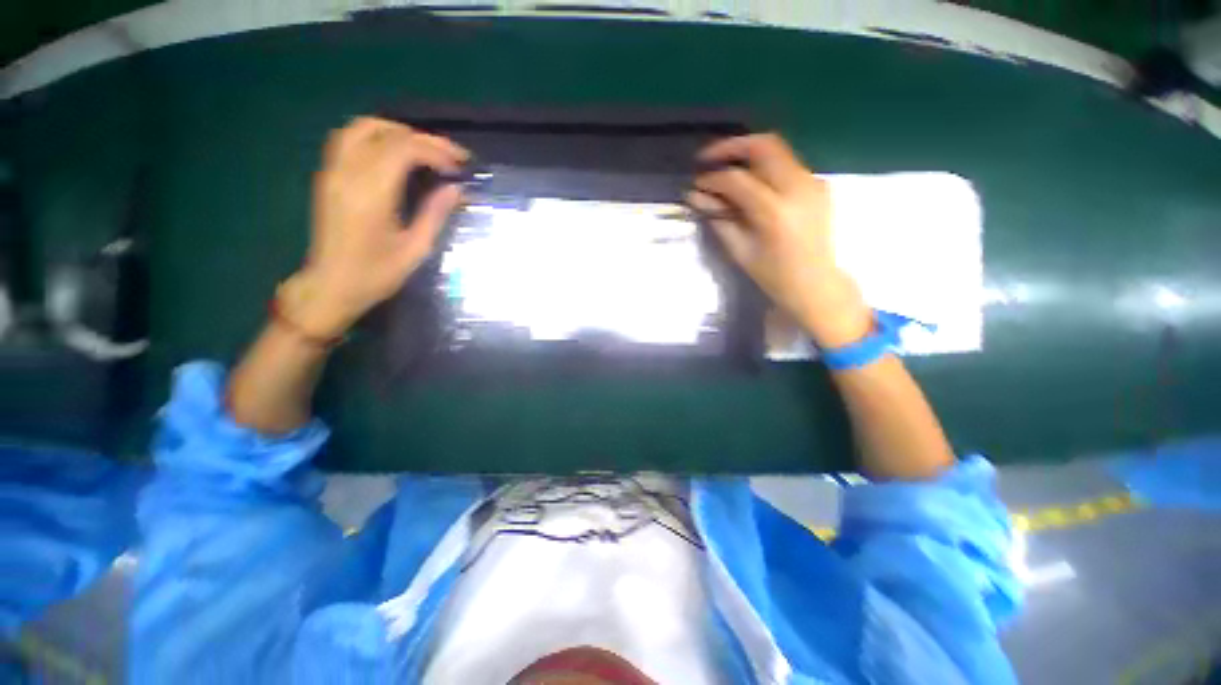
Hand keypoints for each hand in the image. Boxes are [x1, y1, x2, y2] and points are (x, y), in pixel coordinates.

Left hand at [284, 117, 468, 338]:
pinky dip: (377, 136)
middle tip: (450, 155)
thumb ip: (435, 214)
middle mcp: (348, 173)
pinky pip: (349, 138)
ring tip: (425, 150)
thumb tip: (456, 188)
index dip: (436, 150)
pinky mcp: (328, 176)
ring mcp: (333, 171)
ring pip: (362, 127)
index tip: (460, 164)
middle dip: (423, 138)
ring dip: (398, 131)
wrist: (331, 285)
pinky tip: (395, 153)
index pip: (404, 149)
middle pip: (385, 132)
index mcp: (371, 194)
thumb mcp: (416, 249)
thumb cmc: (377, 274)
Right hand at [687, 134, 870, 348]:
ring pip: (777, 150)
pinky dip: (764, 167)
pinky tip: (751, 182)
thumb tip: (696, 196)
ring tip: (726, 169)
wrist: (816, 283)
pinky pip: (787, 164)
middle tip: (708, 158)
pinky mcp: (818, 184)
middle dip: (731, 146)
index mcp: (774, 212)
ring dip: (747, 154)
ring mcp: (812, 183)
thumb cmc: (773, 275)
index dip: (713, 178)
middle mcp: (798, 188)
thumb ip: (718, 218)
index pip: (737, 179)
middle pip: (764, 146)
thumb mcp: (739, 250)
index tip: (697, 183)